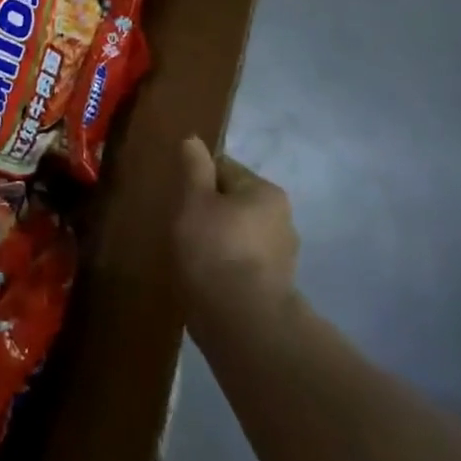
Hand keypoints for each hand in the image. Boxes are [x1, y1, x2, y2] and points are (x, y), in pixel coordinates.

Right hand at [175, 137, 298, 335]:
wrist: (242, 321)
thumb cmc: (215, 248)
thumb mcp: (195, 199)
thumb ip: (194, 167)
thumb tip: (194, 139)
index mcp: (266, 192)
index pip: (224, 169)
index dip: (196, 179)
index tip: (178, 197)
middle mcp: (282, 219)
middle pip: (233, 203)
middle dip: (209, 211)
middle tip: (180, 226)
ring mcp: (282, 257)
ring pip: (238, 235)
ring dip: (217, 241)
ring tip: (190, 256)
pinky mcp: (275, 288)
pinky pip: (242, 265)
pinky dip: (225, 267)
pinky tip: (206, 278)